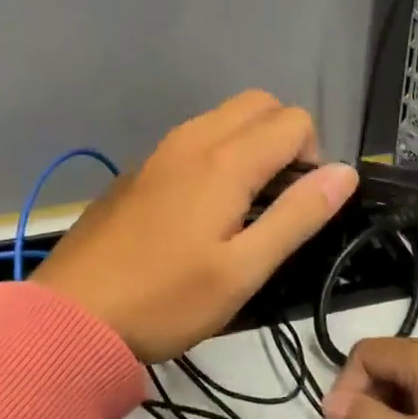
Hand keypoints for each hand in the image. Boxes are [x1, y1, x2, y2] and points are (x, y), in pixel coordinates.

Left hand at [32, 91, 357, 360]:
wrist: (72, 314)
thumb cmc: (166, 299)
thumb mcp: (244, 270)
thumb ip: (298, 216)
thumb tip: (345, 172)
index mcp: (225, 160)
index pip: (294, 121)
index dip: (314, 157)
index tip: (298, 206)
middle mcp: (193, 138)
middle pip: (259, 103)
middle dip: (285, 137)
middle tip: (278, 198)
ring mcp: (160, 150)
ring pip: (224, 116)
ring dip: (251, 142)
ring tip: (244, 205)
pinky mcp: (139, 168)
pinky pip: (195, 137)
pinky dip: (218, 152)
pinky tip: (202, 208)